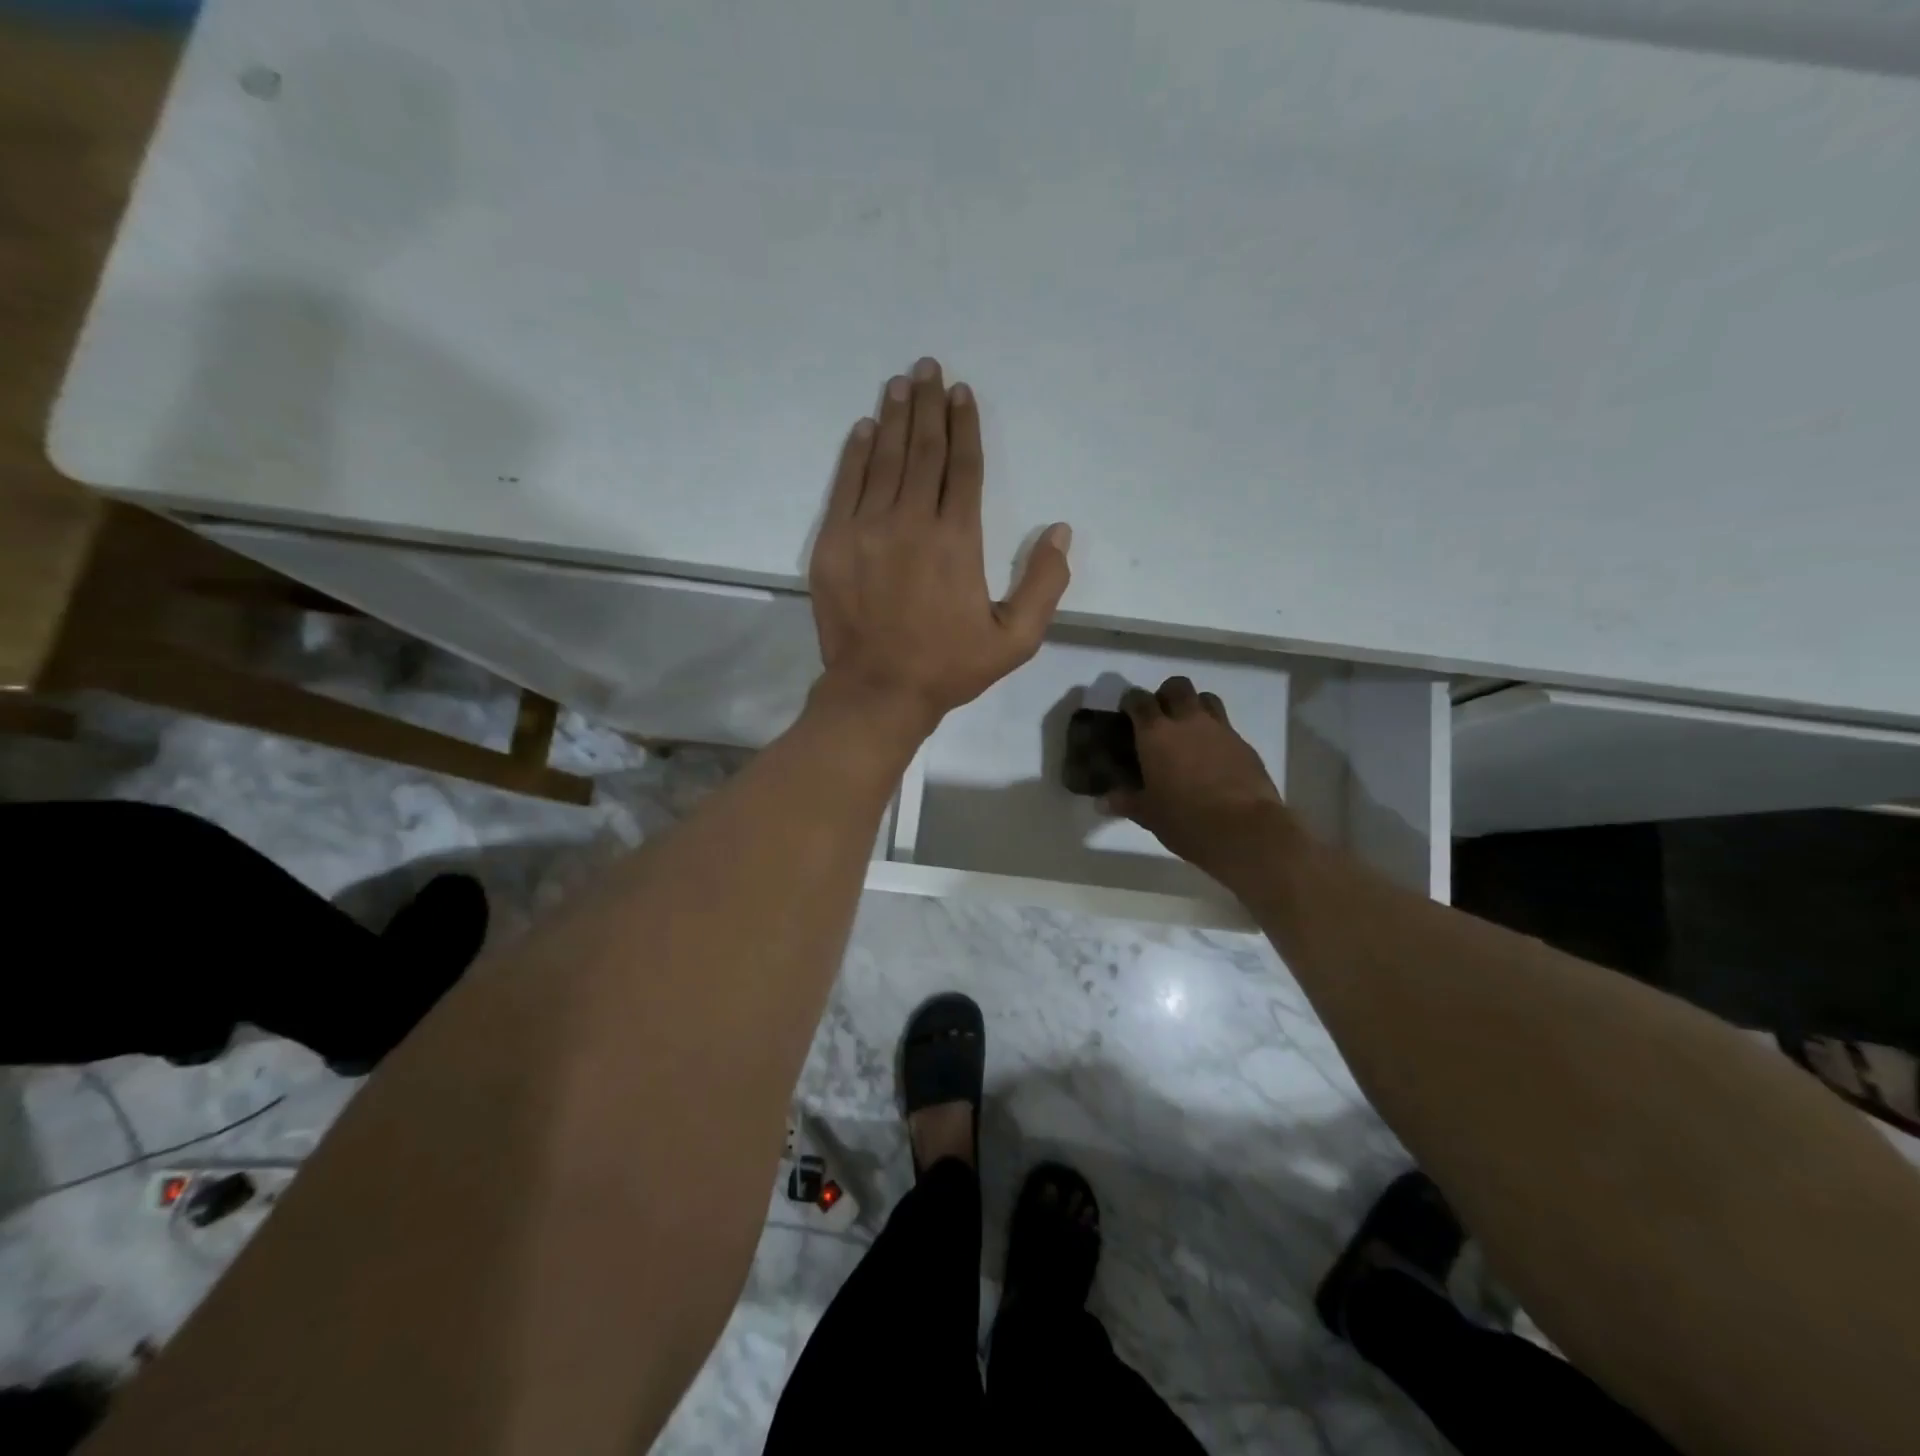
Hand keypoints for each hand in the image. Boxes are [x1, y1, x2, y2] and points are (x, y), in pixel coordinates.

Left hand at [809, 358, 1072, 737]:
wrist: (877, 691)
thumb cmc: (949, 667)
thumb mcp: (1015, 640)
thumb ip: (1044, 584)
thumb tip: (1059, 531)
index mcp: (957, 541)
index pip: (962, 467)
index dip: (964, 426)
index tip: (961, 393)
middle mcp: (911, 522)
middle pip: (923, 451)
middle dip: (928, 406)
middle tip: (928, 367)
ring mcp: (866, 530)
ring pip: (884, 460)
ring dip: (895, 418)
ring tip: (901, 383)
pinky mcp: (833, 544)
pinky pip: (847, 485)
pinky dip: (856, 453)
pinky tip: (865, 428)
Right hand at [1108, 677, 1285, 873]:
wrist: (1244, 830)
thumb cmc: (1185, 820)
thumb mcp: (1148, 814)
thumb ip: (1126, 802)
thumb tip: (1103, 801)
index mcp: (1156, 733)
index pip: (1139, 700)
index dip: (1131, 701)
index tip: (1126, 713)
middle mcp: (1188, 721)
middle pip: (1177, 686)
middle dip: (1166, 694)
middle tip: (1159, 717)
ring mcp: (1220, 730)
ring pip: (1206, 698)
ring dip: (1194, 706)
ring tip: (1188, 730)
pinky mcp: (1244, 745)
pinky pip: (1226, 726)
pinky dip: (1215, 733)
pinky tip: (1212, 757)